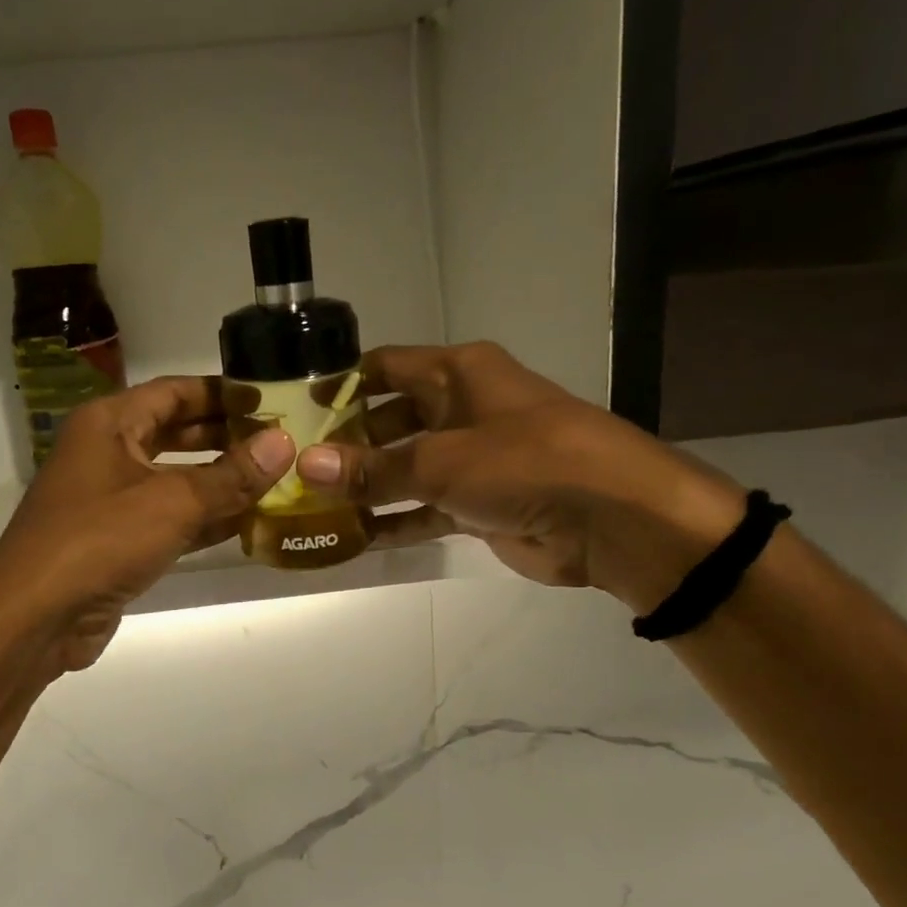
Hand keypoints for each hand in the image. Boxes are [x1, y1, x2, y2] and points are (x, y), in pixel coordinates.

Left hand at [0, 377, 293, 673]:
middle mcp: (108, 453)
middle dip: (226, 436)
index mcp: (109, 424)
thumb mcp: (172, 501)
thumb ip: (232, 475)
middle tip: (278, 441)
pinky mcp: (119, 542)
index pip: (174, 392)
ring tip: (274, 479)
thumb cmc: (99, 540)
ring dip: (221, 481)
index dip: (222, 393)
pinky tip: (247, 523)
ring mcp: (111, 500)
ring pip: (176, 479)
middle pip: (176, 433)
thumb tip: (284, 443)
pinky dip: (205, 520)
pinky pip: (170, 519)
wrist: (37, 617)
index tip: (269, 400)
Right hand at [295, 342, 744, 611]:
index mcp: (458, 374)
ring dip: (367, 487)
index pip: (385, 368)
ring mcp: (472, 459)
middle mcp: (463, 409)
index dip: (341, 385)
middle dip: (348, 444)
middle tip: (296, 470)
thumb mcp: (442, 461)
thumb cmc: (527, 463)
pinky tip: (354, 538)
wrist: (611, 519)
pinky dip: (395, 521)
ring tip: (314, 507)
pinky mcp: (480, 504)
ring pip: (405, 468)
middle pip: (390, 419)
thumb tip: (307, 465)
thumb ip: (374, 468)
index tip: (296, 411)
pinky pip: (425, 508)